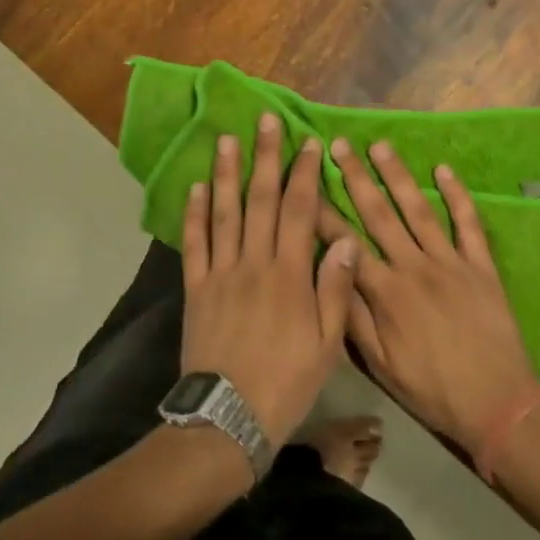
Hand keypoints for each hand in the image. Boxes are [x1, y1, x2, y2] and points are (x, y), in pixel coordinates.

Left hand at [181, 114, 360, 443]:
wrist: (229, 418)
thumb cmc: (286, 382)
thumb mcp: (326, 344)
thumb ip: (334, 288)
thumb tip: (345, 238)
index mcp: (289, 275)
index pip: (298, 211)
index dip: (303, 174)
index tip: (307, 144)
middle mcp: (254, 263)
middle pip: (260, 200)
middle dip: (265, 158)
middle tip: (265, 121)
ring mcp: (221, 273)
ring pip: (224, 213)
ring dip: (227, 174)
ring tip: (226, 140)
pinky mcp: (196, 288)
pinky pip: (194, 243)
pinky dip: (195, 213)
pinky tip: (198, 187)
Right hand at [321, 138, 539, 448]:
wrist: (498, 405)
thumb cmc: (432, 389)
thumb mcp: (381, 366)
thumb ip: (353, 318)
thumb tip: (327, 274)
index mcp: (386, 292)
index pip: (345, 241)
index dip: (322, 211)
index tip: (304, 182)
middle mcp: (414, 267)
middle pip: (379, 213)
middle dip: (355, 177)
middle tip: (339, 145)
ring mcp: (450, 262)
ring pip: (418, 209)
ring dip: (397, 175)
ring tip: (379, 146)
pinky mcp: (481, 266)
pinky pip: (468, 223)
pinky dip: (457, 195)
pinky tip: (444, 170)